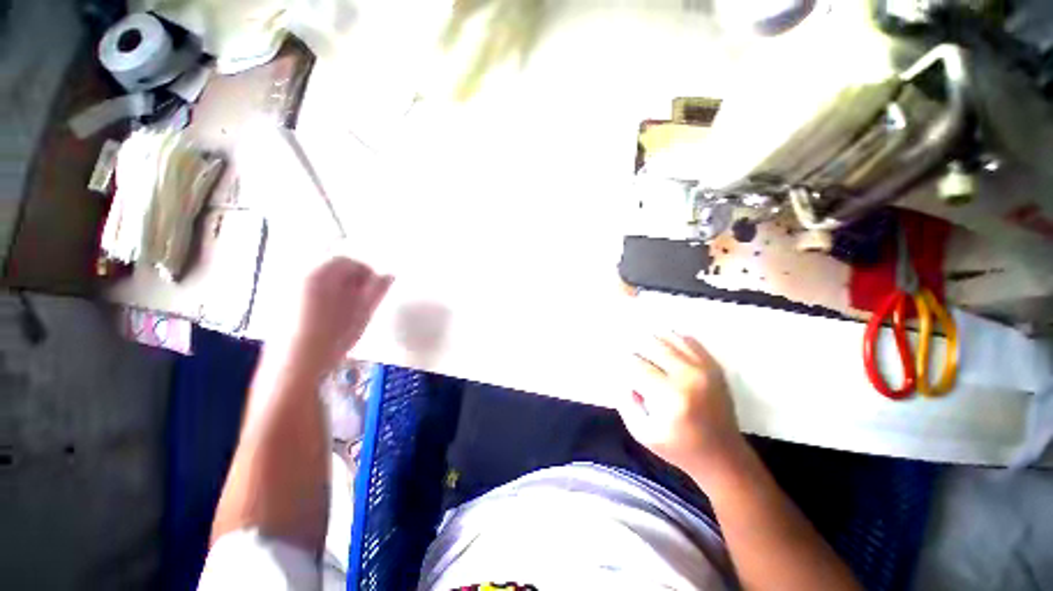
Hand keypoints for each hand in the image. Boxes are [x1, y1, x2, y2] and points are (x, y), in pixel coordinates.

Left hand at [270, 256, 392, 380]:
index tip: (375, 288)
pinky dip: (323, 299)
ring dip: (338, 290)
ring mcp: (287, 291)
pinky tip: (330, 318)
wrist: (295, 365)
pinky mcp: (280, 306)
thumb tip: (389, 274)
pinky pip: (308, 293)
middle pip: (331, 269)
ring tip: (348, 310)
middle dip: (351, 281)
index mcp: (320, 273)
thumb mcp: (363, 311)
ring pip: (320, 282)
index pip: (347, 261)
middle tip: (364, 299)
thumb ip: (377, 290)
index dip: (365, 271)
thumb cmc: (334, 335)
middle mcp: (299, 276)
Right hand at [619, 334, 743, 469]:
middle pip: (652, 345)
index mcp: (669, 396)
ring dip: (653, 342)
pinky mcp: (714, 367)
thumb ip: (626, 403)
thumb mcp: (642, 433)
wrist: (724, 456)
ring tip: (646, 353)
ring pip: (670, 338)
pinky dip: (672, 339)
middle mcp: (688, 376)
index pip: (637, 364)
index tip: (621, 369)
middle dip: (637, 350)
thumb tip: (623, 377)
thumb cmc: (679, 448)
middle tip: (633, 360)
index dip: (624, 364)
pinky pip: (688, 340)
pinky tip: (664, 347)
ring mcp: (704, 368)